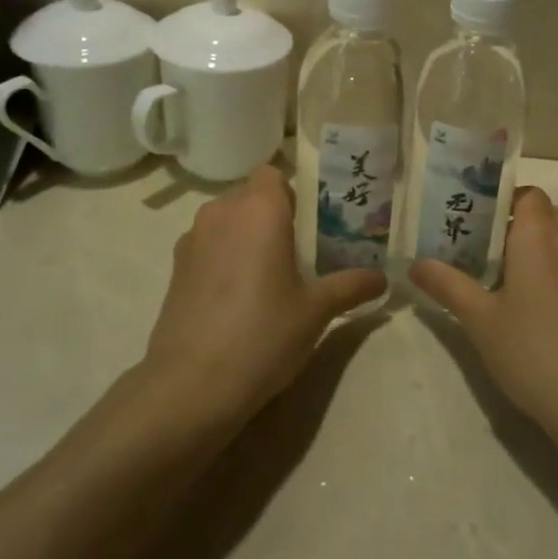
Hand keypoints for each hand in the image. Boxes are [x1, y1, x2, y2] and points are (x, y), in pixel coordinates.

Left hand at [143, 167, 387, 430]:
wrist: (190, 385)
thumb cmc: (263, 333)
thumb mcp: (316, 311)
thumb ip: (350, 286)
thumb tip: (382, 279)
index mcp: (258, 208)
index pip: (273, 174)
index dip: (292, 193)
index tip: (309, 225)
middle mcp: (221, 212)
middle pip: (250, 196)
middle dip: (272, 216)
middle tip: (297, 253)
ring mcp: (192, 239)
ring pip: (226, 221)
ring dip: (245, 237)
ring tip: (267, 277)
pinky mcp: (175, 268)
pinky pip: (207, 246)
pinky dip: (222, 258)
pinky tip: (236, 299)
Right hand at [411, 187, 557, 442]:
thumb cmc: (531, 349)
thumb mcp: (479, 318)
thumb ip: (447, 284)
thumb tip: (416, 264)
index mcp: (540, 236)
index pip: (528, 194)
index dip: (504, 200)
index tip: (476, 221)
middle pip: (544, 215)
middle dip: (514, 226)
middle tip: (480, 250)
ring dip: (536, 251)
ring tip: (502, 280)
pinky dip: (554, 274)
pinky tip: (534, 310)